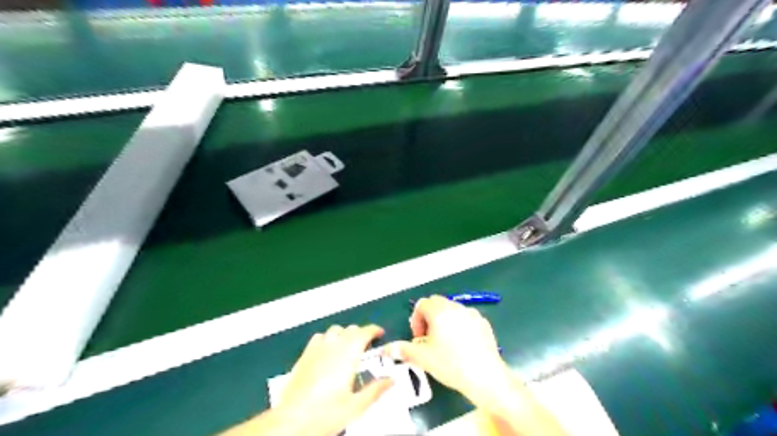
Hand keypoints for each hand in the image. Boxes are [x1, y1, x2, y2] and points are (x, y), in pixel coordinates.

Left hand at [272, 324, 394, 435]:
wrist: (291, 421)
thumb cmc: (322, 414)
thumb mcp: (356, 406)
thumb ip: (375, 390)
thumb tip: (390, 381)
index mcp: (347, 355)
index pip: (364, 332)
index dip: (373, 330)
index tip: (379, 333)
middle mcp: (332, 347)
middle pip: (350, 329)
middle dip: (361, 333)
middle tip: (367, 344)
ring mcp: (316, 349)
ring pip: (334, 330)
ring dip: (344, 334)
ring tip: (349, 345)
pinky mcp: (304, 356)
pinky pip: (318, 337)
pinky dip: (327, 339)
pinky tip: (328, 350)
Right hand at [382, 297, 511, 404]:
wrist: (485, 376)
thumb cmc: (451, 365)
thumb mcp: (423, 358)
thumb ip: (403, 349)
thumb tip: (387, 348)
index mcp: (440, 311)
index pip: (422, 304)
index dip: (416, 319)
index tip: (418, 337)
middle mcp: (456, 307)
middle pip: (437, 303)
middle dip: (429, 318)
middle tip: (428, 339)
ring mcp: (472, 314)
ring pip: (452, 310)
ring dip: (444, 321)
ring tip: (445, 343)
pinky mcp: (484, 323)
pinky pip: (466, 318)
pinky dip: (459, 325)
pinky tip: (462, 346)